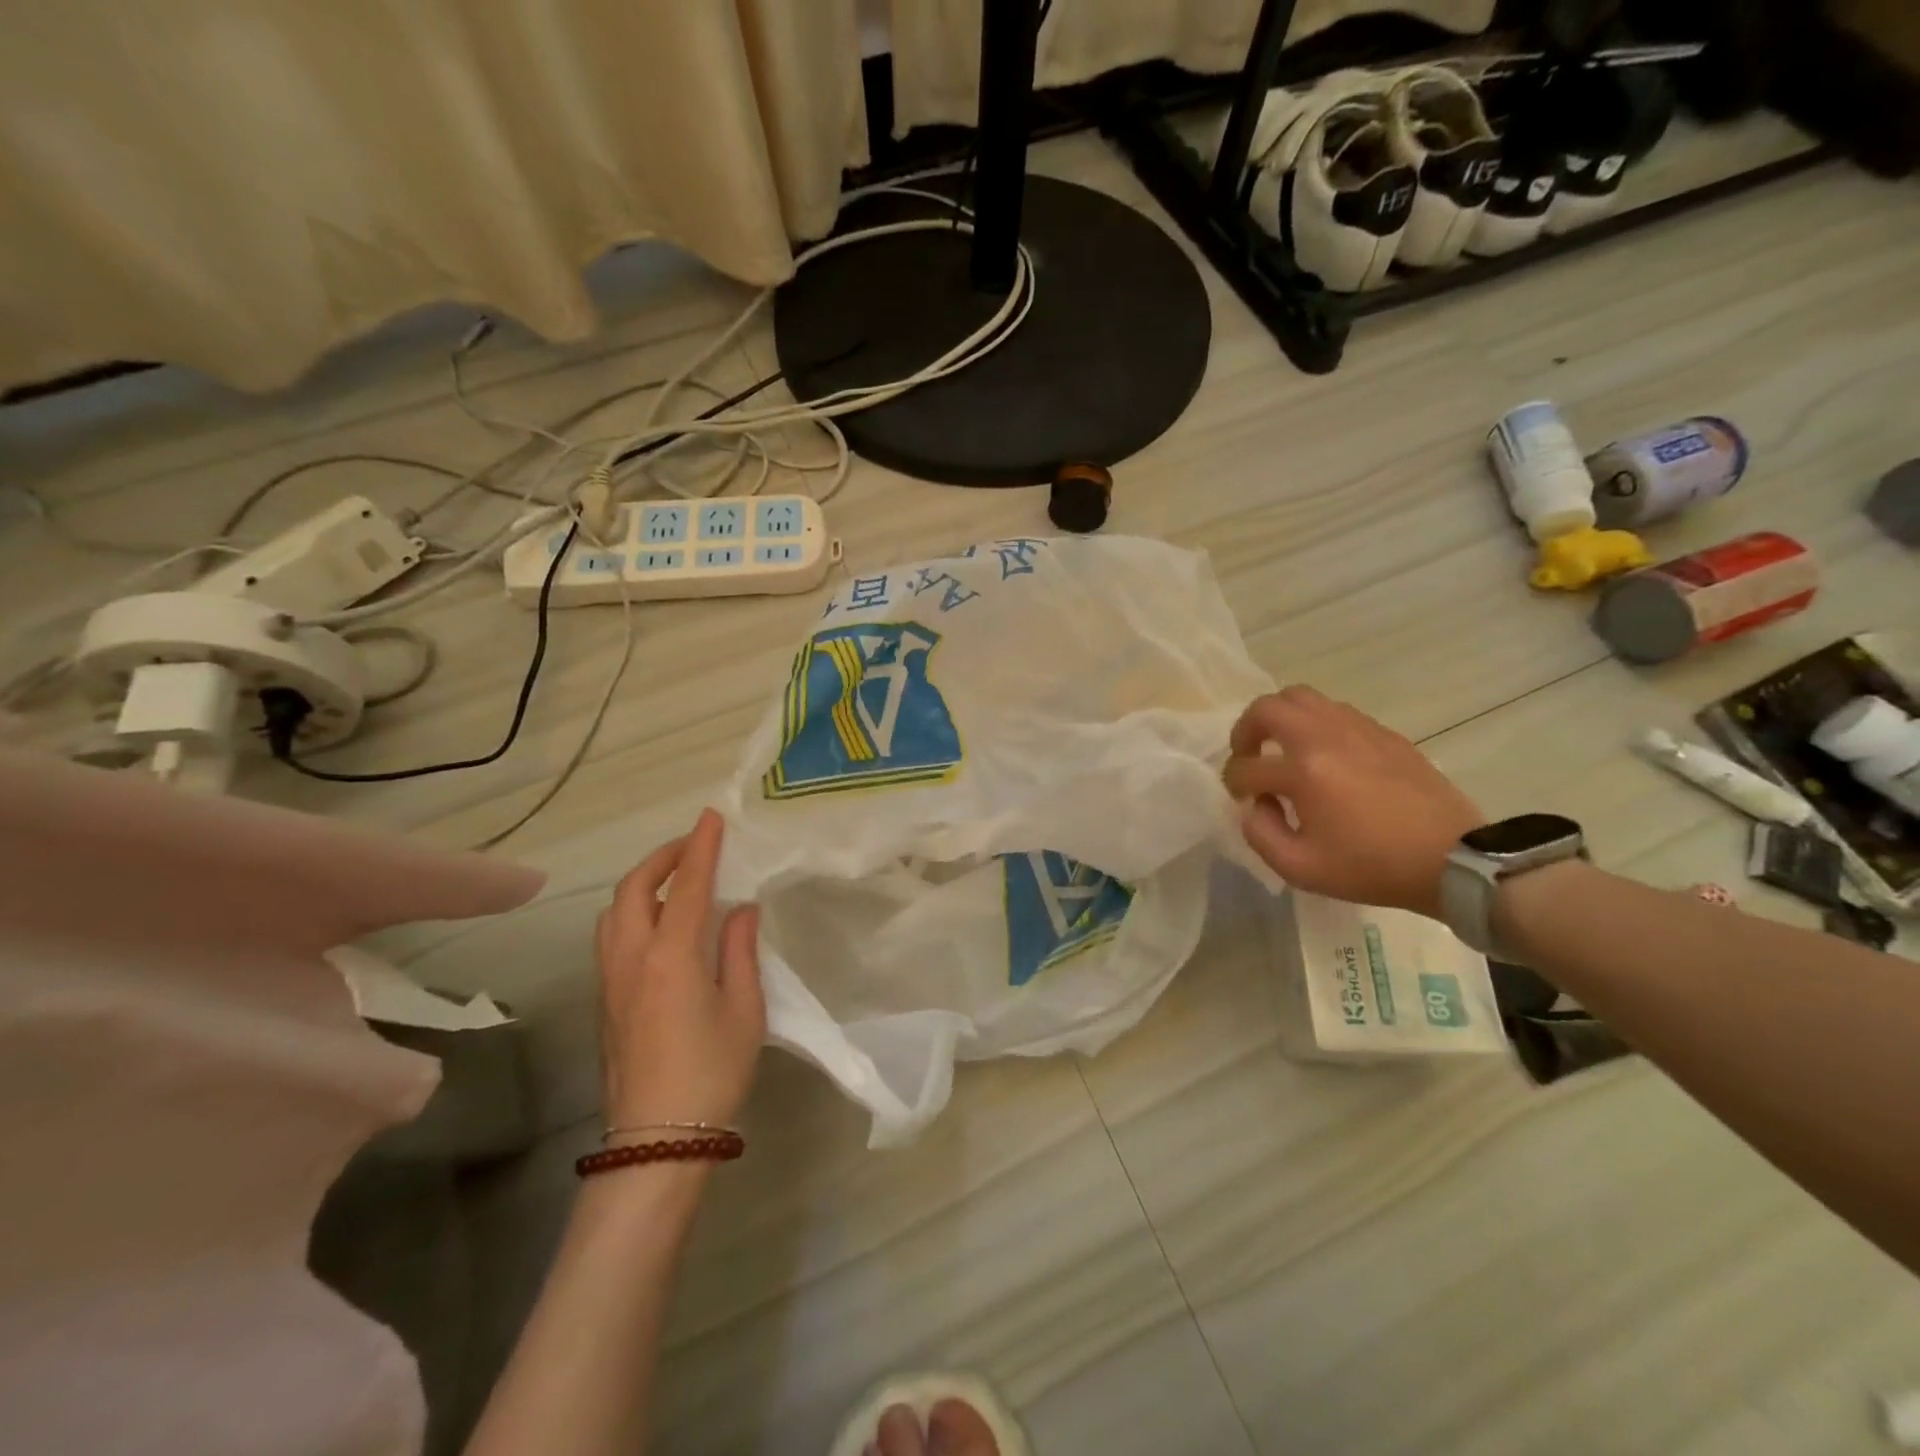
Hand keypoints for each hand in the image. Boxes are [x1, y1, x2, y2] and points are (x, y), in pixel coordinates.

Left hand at [595, 808, 764, 1130]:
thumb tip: (741, 909)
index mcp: (671, 957)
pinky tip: (660, 925)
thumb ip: (740, 951)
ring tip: (676, 883)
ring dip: (643, 883)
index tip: (712, 818)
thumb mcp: (744, 1009)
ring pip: (614, 911)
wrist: (658, 1138)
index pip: (688, 886)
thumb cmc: (712, 1071)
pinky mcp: (604, 1000)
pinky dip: (633, 911)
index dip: (701, 848)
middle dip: (663, 858)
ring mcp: (610, 980)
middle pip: (634, 888)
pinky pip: (611, 936)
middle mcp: (632, 958)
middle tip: (694, 847)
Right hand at [1223, 686, 1483, 918]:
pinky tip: (1324, 755)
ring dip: (1281, 719)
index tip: (1243, 800)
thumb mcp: (1299, 868)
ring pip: (1302, 697)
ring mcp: (1357, 729)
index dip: (1234, 784)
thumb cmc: (1372, 868)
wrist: (1452, 860)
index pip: (1246, 767)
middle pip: (1267, 707)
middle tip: (1249, 755)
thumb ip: (1260, 834)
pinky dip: (1315, 724)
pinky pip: (1335, 711)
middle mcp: (1325, 737)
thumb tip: (1257, 805)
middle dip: (1246, 730)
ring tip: (1283, 748)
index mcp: (1303, 771)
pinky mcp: (1383, 733)